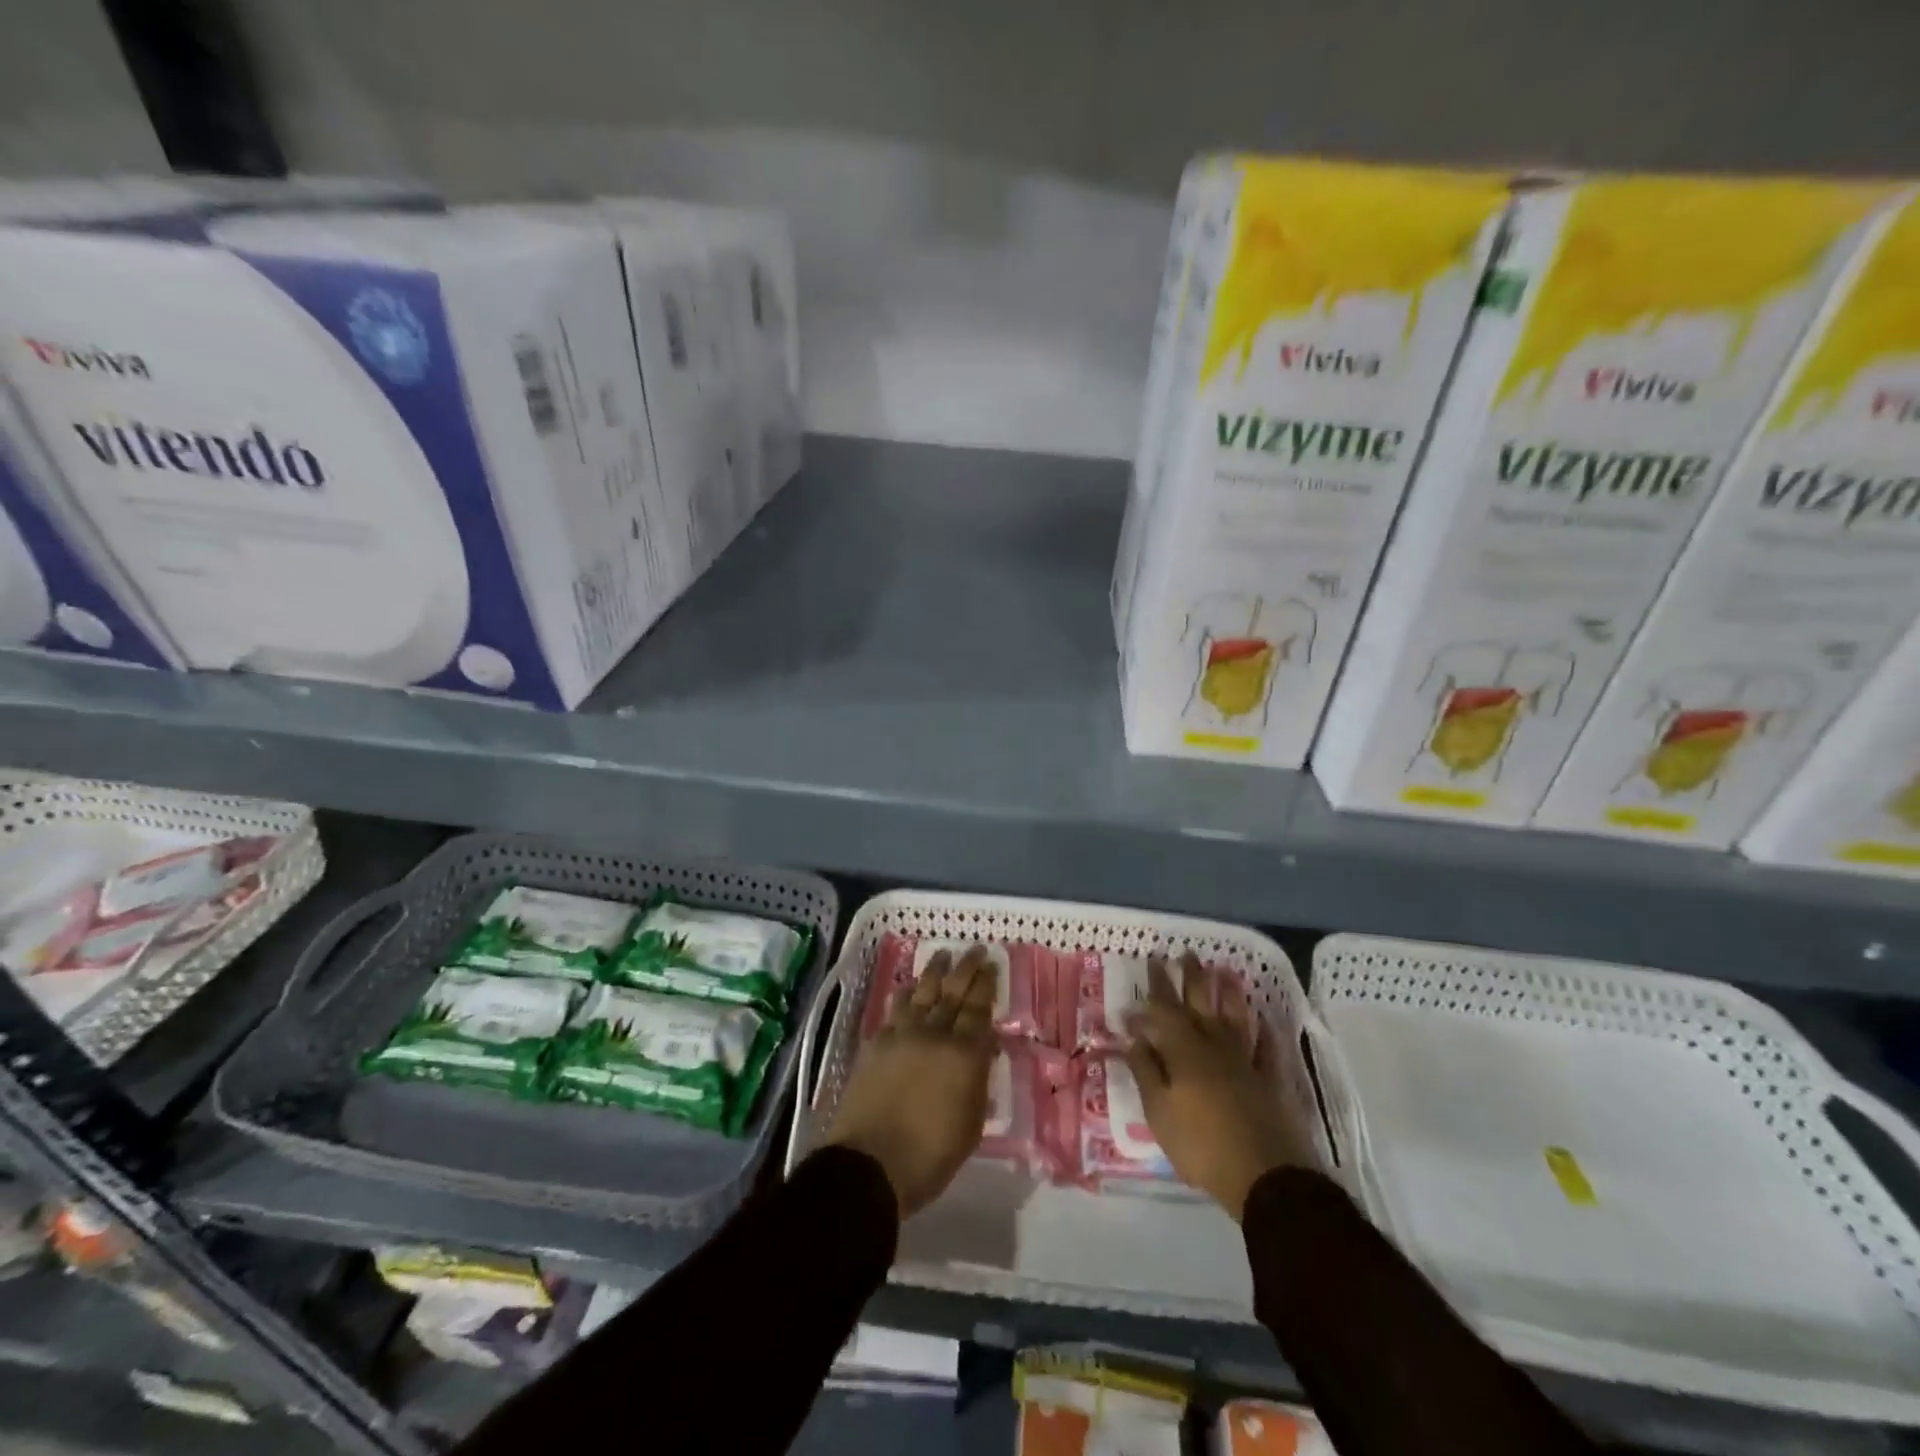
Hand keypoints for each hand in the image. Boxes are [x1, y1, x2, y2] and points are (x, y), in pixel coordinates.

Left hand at [822, 946, 997, 1217]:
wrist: (870, 1164)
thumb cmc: (930, 1156)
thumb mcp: (971, 1125)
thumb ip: (979, 1081)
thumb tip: (985, 1047)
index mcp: (964, 1055)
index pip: (979, 1010)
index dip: (986, 985)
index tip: (992, 964)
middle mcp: (935, 1034)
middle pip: (953, 992)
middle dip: (966, 968)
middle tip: (975, 948)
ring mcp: (902, 1035)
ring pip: (922, 992)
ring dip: (934, 971)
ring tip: (943, 955)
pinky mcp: (876, 1043)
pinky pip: (894, 1008)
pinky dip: (905, 994)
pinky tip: (909, 987)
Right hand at [1124, 953, 1316, 1220]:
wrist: (1266, 1178)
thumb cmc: (1201, 1145)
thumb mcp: (1159, 1111)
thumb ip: (1145, 1070)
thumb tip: (1134, 1035)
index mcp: (1184, 1050)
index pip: (1165, 1009)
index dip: (1156, 987)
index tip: (1149, 965)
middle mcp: (1215, 1045)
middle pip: (1201, 1003)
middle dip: (1191, 977)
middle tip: (1185, 953)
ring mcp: (1247, 1061)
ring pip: (1236, 1017)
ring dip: (1228, 993)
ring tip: (1224, 971)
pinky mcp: (1271, 1081)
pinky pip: (1268, 1048)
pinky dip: (1265, 1031)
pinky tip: (1264, 1018)